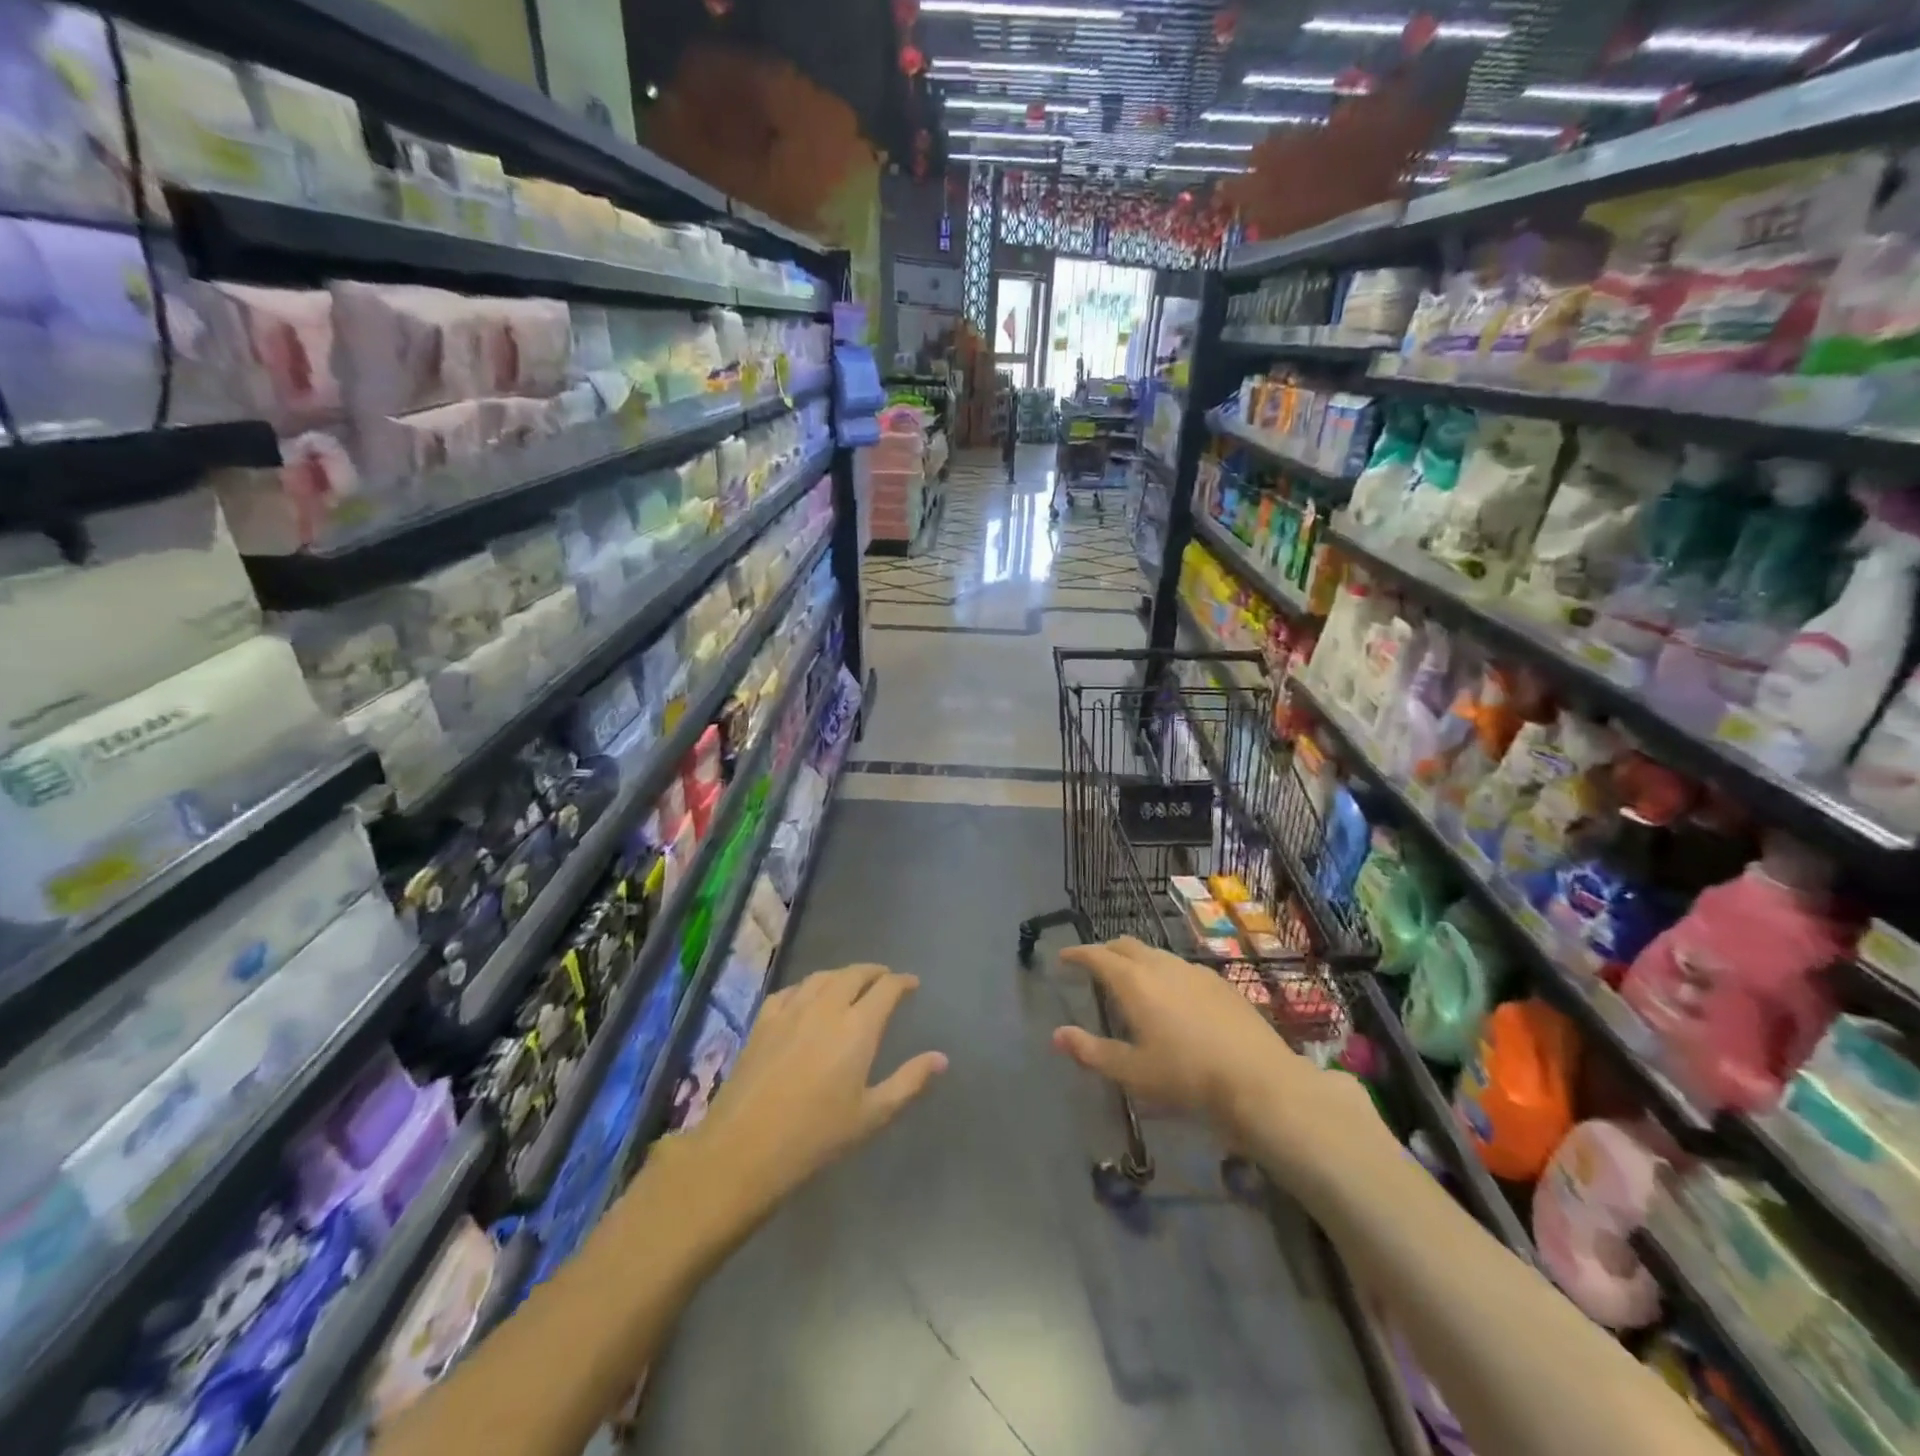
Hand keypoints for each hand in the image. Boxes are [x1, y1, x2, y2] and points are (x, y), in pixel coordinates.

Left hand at [684, 964, 946, 1216]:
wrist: (745, 1148)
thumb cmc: (817, 1136)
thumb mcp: (872, 1115)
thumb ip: (909, 1081)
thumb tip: (941, 1058)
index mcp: (858, 1027)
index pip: (886, 988)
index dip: (902, 982)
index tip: (912, 984)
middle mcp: (827, 1007)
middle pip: (854, 974)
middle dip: (874, 972)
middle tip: (885, 979)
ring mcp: (791, 1010)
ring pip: (822, 976)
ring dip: (842, 975)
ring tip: (851, 983)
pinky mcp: (763, 1020)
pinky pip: (791, 990)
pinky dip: (808, 986)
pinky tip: (807, 997)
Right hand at [1052, 937, 1389, 1205]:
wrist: (1260, 1082)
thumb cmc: (1188, 1078)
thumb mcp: (1133, 1073)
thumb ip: (1092, 1052)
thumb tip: (1057, 1035)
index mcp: (1134, 982)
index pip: (1097, 956)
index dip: (1077, 954)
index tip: (1063, 957)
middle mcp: (1162, 966)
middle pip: (1126, 946)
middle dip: (1105, 950)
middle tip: (1093, 964)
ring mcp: (1194, 971)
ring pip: (1155, 954)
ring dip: (1135, 959)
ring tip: (1129, 979)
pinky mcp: (1220, 983)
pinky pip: (1180, 967)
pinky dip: (1162, 971)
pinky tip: (1171, 995)